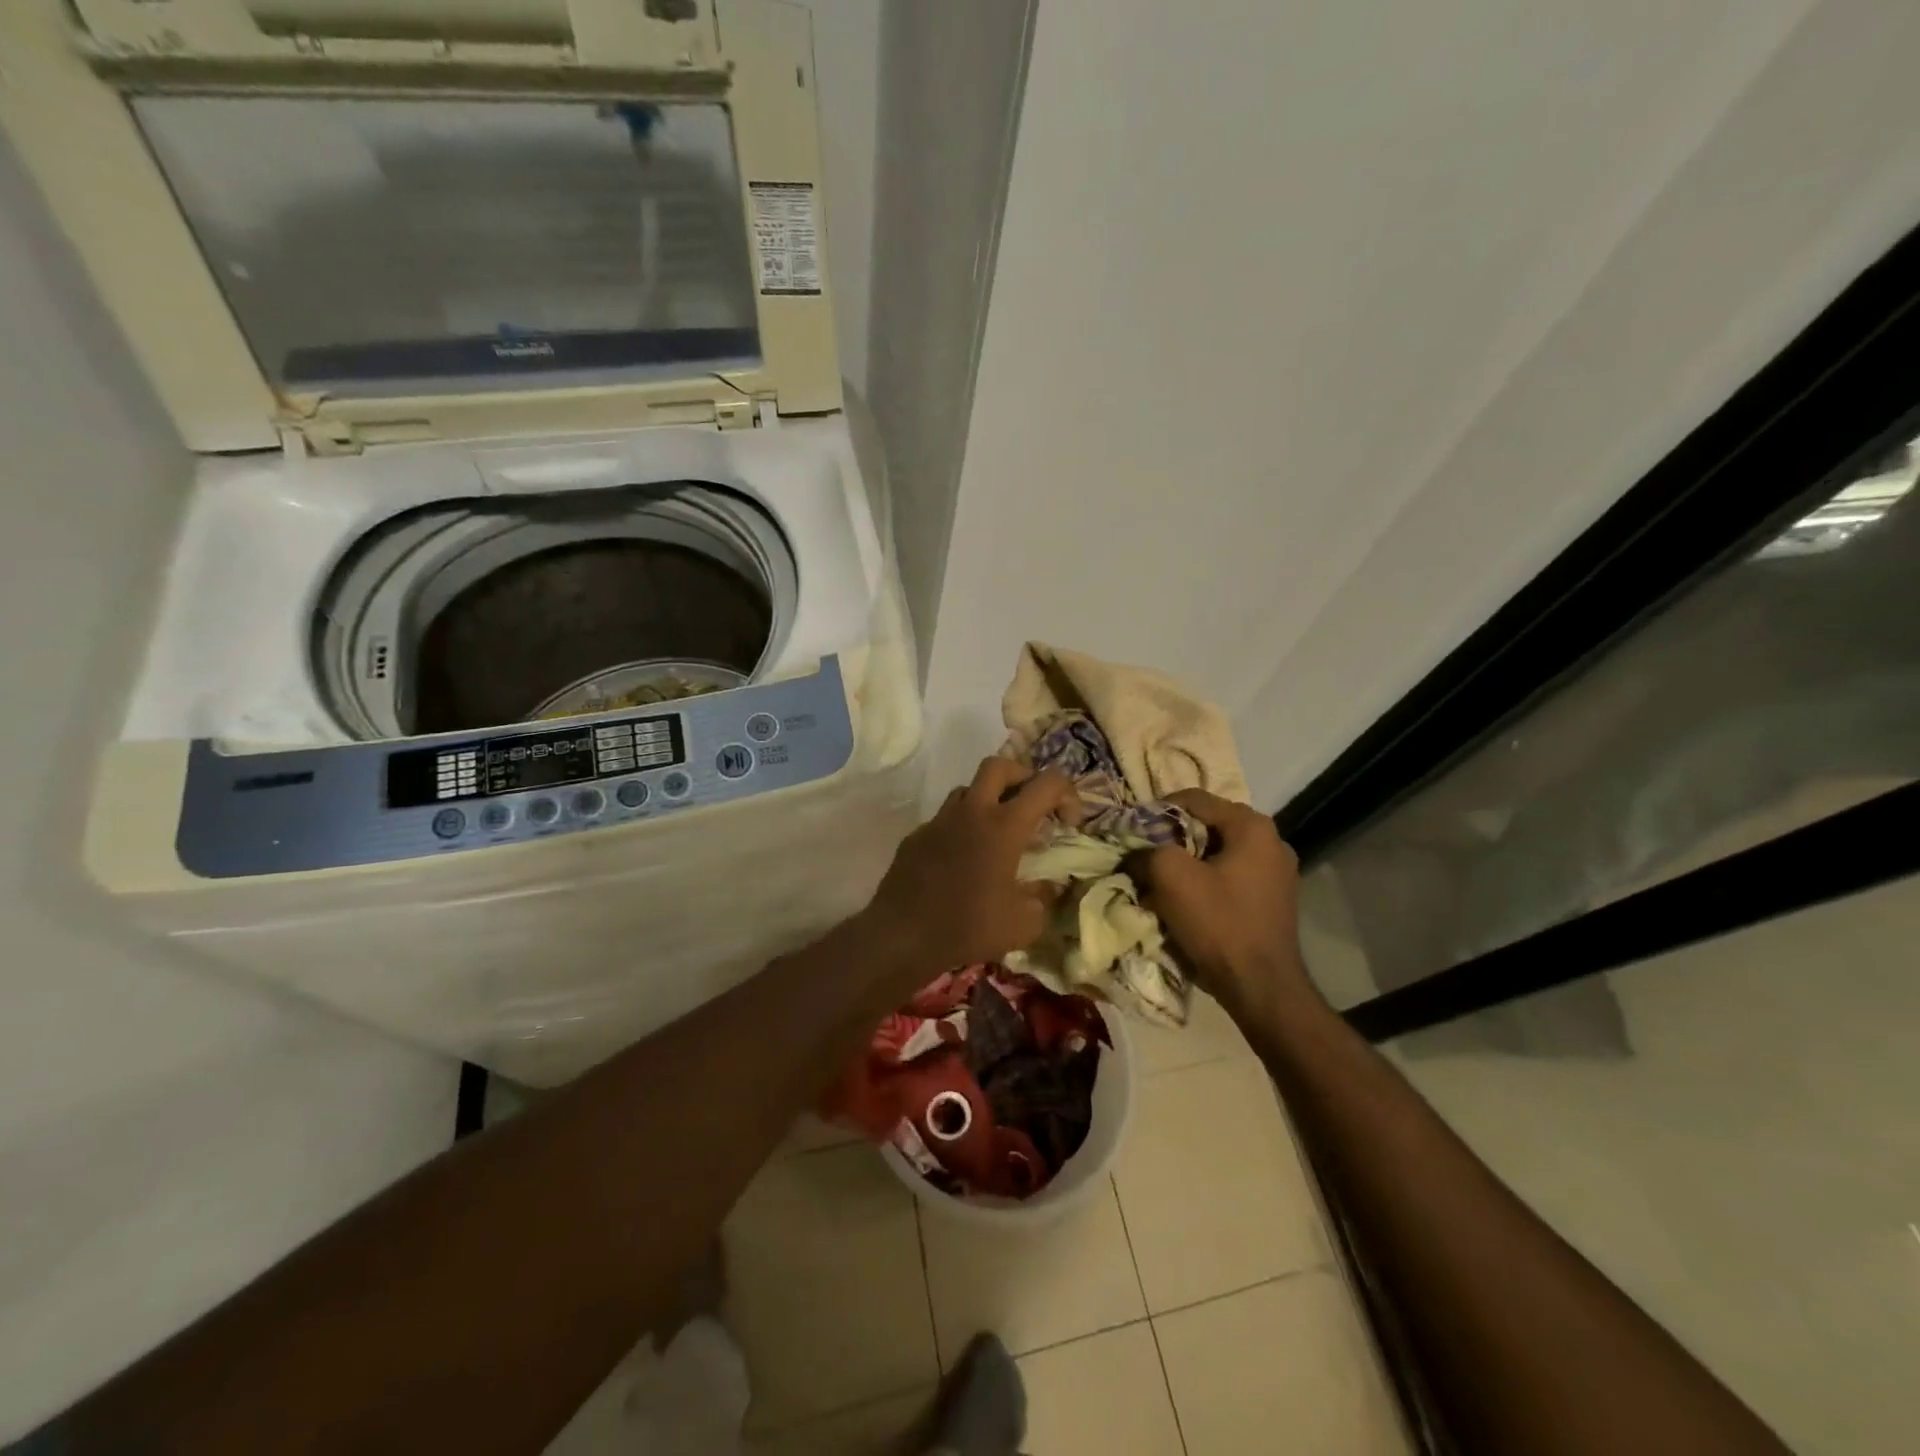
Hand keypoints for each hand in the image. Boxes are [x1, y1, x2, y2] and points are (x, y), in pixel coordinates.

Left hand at [862, 758, 1080, 978]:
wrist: (902, 935)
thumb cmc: (969, 926)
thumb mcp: (1025, 923)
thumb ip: (1044, 897)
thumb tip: (1048, 887)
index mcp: (1005, 825)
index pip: (1048, 783)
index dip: (1068, 795)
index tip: (1068, 825)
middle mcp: (972, 811)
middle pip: (1000, 765)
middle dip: (1023, 777)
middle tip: (1032, 807)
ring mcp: (939, 820)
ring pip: (968, 789)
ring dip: (989, 801)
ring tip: (998, 834)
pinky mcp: (916, 836)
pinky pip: (945, 819)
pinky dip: (961, 828)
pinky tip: (963, 860)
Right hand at [1130, 790, 1310, 1018]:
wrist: (1262, 988)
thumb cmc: (1219, 923)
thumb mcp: (1171, 877)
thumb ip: (1147, 851)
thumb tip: (1135, 852)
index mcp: (1252, 826)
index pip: (1194, 799)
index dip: (1156, 810)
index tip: (1131, 830)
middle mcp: (1272, 841)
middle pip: (1207, 825)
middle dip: (1171, 838)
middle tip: (1142, 854)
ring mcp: (1277, 872)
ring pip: (1218, 853)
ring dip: (1187, 862)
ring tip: (1159, 879)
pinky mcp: (1273, 899)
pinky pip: (1230, 876)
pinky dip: (1205, 881)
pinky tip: (1186, 900)